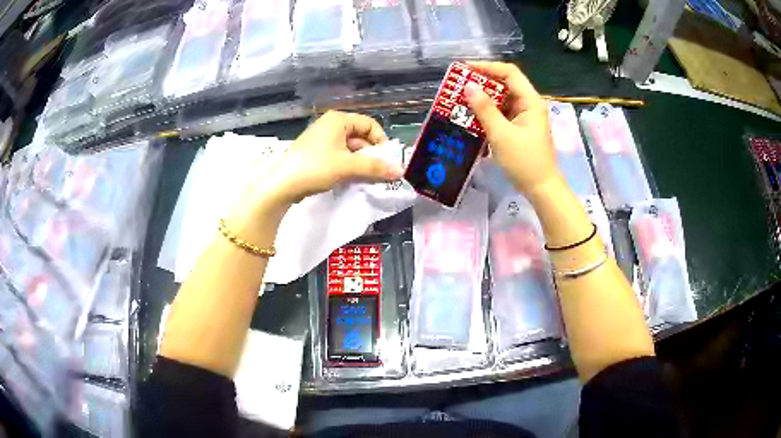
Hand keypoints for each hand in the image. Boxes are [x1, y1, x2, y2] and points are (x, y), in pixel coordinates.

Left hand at [250, 111, 403, 208]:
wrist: (282, 184)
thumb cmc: (316, 167)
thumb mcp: (348, 166)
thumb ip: (375, 167)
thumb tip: (400, 171)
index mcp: (338, 120)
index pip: (369, 124)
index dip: (381, 141)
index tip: (387, 160)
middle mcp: (330, 125)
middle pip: (360, 136)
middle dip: (371, 154)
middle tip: (379, 172)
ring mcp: (322, 139)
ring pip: (350, 148)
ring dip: (361, 162)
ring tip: (366, 178)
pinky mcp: (316, 153)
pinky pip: (339, 155)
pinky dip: (348, 165)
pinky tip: (351, 179)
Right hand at [464, 62, 562, 198]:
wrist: (541, 189)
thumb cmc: (524, 162)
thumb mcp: (501, 135)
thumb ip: (484, 109)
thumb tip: (468, 86)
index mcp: (530, 101)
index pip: (509, 72)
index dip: (487, 67)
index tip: (464, 69)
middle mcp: (529, 104)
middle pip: (505, 84)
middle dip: (481, 83)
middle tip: (458, 86)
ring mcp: (525, 116)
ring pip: (502, 99)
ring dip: (482, 99)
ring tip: (460, 100)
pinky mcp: (520, 128)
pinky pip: (502, 113)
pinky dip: (487, 113)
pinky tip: (472, 117)